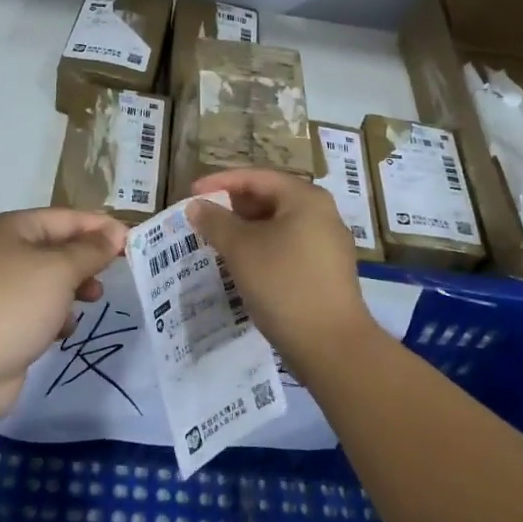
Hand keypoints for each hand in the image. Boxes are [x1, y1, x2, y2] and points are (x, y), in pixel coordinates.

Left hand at [0, 208, 127, 423]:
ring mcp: (4, 289)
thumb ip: (91, 250)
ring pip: (53, 281)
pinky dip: (57, 317)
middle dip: (89, 259)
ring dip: (76, 289)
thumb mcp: (60, 270)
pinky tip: (63, 330)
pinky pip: (41, 310)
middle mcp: (7, 253)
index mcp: (15, 229)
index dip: (101, 227)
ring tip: (94, 300)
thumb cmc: (14, 305)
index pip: (68, 218)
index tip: (134, 242)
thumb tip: (115, 234)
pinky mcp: (5, 322)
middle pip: (60, 248)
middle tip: (117, 273)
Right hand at [186, 169, 374, 369]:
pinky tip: (243, 265)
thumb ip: (216, 221)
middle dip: (234, 206)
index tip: (192, 193)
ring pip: (279, 226)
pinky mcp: (327, 271)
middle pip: (271, 198)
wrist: (330, 344)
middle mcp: (323, 214)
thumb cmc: (283, 283)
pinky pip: (288, 247)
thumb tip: (197, 205)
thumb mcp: (241, 249)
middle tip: (203, 218)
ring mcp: (328, 244)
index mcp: (306, 198)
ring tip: (217, 242)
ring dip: (247, 230)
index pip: (258, 177)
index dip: (221, 181)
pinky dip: (263, 249)